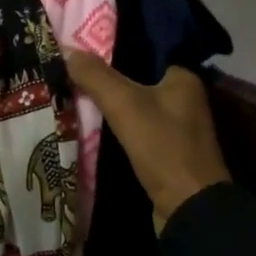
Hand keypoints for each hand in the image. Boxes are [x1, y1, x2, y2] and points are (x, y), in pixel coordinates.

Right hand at [64, 51, 230, 221]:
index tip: (80, 45)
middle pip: (135, 79)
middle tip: (68, 68)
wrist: (189, 210)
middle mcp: (183, 99)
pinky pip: (133, 130)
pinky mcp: (165, 152)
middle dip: (104, 77)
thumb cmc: (163, 147)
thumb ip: (96, 76)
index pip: (143, 50)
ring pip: (132, 106)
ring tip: (70, 91)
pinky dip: (113, 127)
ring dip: (107, 104)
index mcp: (183, 78)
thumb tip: (66, 49)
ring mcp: (175, 128)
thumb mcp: (125, 105)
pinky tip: (86, 123)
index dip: (111, 48)